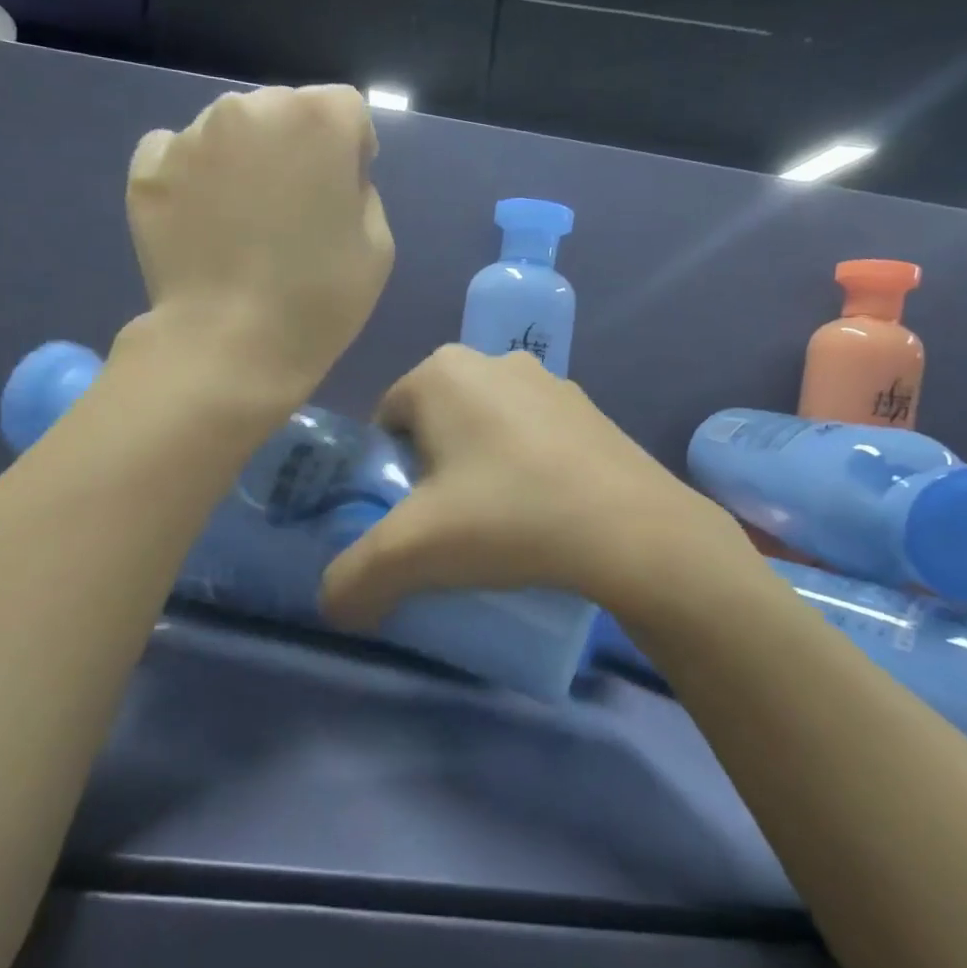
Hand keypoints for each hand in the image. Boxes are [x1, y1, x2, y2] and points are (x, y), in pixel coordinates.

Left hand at [127, 85, 393, 392]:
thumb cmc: (319, 299)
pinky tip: (201, 223)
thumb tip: (329, 177)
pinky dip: (192, 177)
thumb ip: (360, 190)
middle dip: (293, 147)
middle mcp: (250, 107)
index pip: (346, 109)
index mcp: (317, 119)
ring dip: (242, 160)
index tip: (342, 193)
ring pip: (230, 131)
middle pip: (284, 111)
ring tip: (240, 223)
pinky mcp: (149, 169)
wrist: (231, 345)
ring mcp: (192, 136)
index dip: (350, 150)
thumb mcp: (377, 245)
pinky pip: (179, 154)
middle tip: (290, 210)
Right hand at [320, 346, 729, 627]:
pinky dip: (525, 468)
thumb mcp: (411, 555)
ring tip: (499, 526)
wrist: (633, 532)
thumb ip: (353, 580)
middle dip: (432, 472)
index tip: (411, 520)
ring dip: (480, 470)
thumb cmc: (508, 519)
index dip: (389, 475)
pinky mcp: (588, 409)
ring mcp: (549, 381)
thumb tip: (333, 607)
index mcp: (441, 372)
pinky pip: (533, 437)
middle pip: (435, 424)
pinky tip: (542, 513)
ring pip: (486, 429)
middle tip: (450, 527)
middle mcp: (493, 360)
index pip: (386, 421)